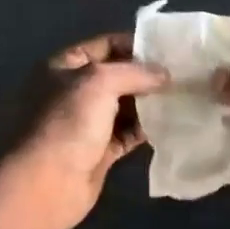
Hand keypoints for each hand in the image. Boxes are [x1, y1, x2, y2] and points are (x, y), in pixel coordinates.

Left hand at [0, 34, 167, 228]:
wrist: (46, 184)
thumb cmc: (68, 123)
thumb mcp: (99, 82)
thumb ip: (134, 72)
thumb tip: (164, 74)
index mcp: (63, 66)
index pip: (103, 45)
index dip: (134, 44)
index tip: (168, 49)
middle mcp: (72, 92)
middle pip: (116, 76)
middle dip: (146, 76)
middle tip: (183, 74)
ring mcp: (85, 124)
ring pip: (123, 106)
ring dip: (150, 103)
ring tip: (183, 97)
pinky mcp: (98, 151)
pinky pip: (127, 134)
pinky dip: (146, 129)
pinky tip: (171, 124)